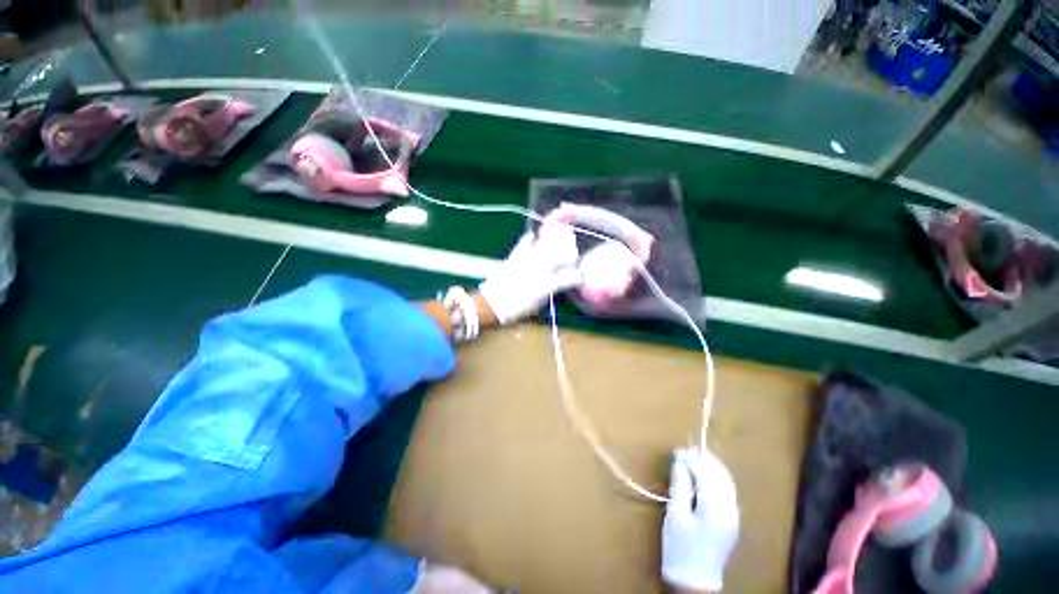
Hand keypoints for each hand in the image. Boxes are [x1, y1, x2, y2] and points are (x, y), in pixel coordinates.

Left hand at [479, 226, 581, 324]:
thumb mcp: (536, 305)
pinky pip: (522, 246)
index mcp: (546, 286)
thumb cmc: (514, 310)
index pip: (567, 278)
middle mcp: (539, 271)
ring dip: (553, 240)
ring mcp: (525, 263)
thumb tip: (556, 285)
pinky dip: (528, 239)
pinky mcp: (513, 259)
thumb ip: (548, 293)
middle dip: (568, 249)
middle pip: (557, 255)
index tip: (581, 276)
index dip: (577, 276)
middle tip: (573, 244)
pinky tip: (532, 234)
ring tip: (560, 233)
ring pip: (543, 248)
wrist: (490, 305)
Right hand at [662, 448, 739, 592]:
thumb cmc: (681, 548)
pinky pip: (727, 491)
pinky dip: (717, 478)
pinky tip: (706, 475)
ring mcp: (734, 515)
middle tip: (685, 450)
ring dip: (712, 467)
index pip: (706, 474)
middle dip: (704, 459)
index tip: (677, 451)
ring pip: (726, 482)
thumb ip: (680, 486)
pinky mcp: (732, 520)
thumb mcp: (675, 515)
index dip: (692, 459)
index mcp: (715, 509)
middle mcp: (730, 509)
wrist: (695, 580)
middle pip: (720, 476)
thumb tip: (680, 463)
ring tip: (694, 457)